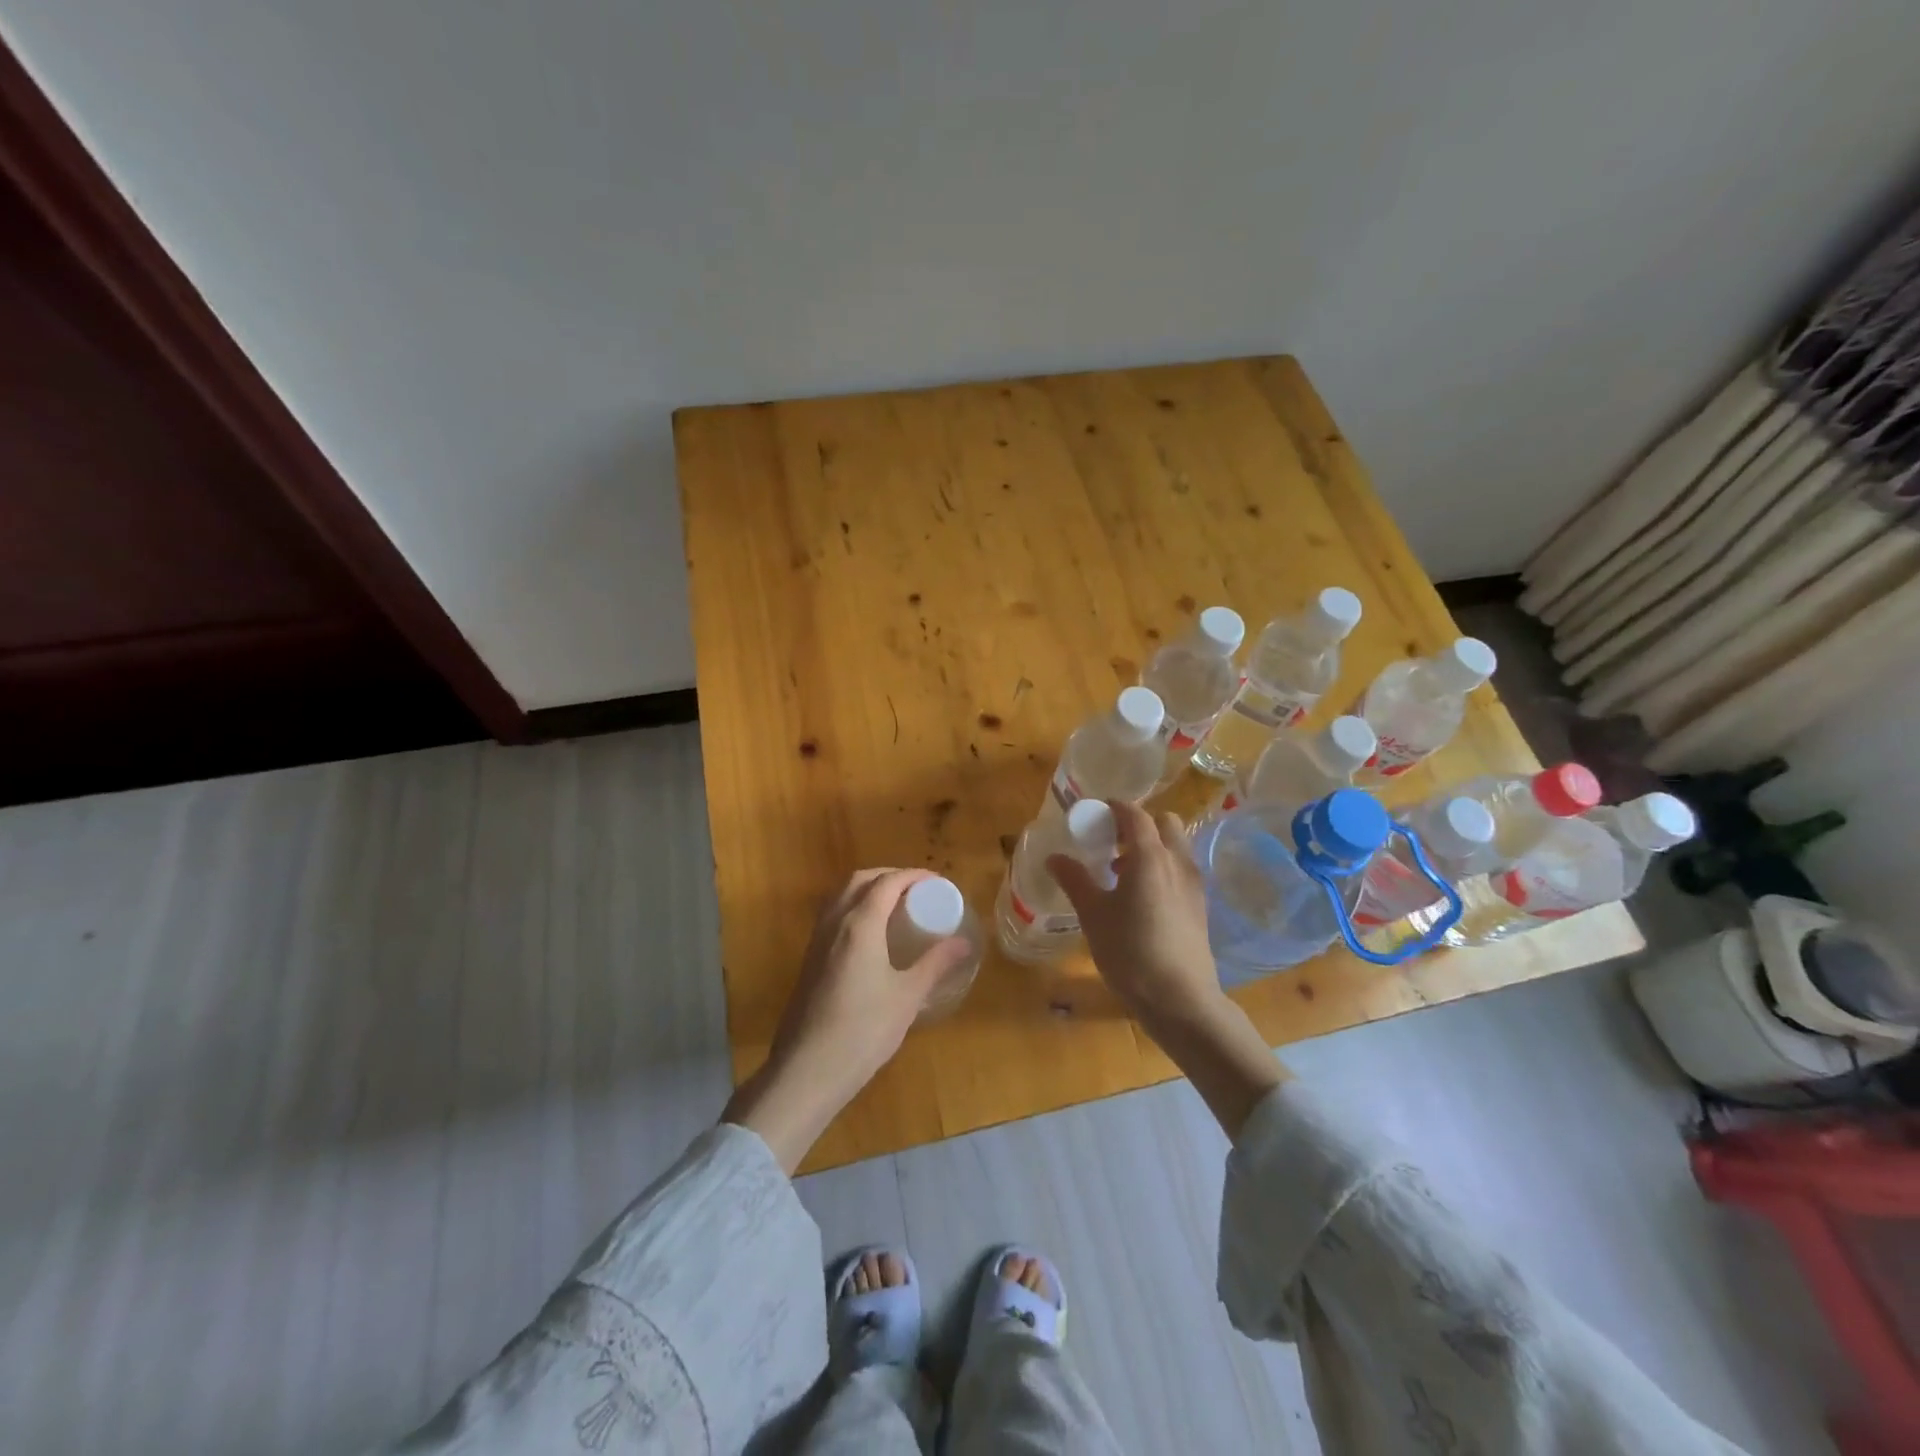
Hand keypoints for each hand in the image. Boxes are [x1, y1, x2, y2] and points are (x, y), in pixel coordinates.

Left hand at [724, 868, 970, 1170]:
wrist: (807, 1070)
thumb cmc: (863, 1030)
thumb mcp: (907, 996)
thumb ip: (935, 963)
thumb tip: (964, 942)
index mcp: (860, 924)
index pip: (888, 882)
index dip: (914, 876)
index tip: (937, 882)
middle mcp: (834, 922)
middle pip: (860, 880)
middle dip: (889, 876)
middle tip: (917, 890)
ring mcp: (817, 940)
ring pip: (841, 895)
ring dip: (868, 889)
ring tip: (895, 906)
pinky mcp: (809, 959)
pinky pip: (832, 915)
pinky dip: (854, 907)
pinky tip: (871, 934)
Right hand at [1048, 802, 1289, 1137]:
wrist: (1181, 1000)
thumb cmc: (1130, 952)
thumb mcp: (1093, 915)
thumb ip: (1075, 880)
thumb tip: (1055, 857)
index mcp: (1150, 857)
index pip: (1134, 815)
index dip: (1113, 808)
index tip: (1092, 814)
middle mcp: (1177, 862)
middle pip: (1163, 823)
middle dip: (1137, 825)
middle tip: (1110, 843)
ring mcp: (1193, 884)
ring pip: (1175, 847)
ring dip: (1151, 847)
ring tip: (1121, 874)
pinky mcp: (1200, 906)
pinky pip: (1180, 871)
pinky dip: (1162, 869)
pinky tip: (1141, 899)